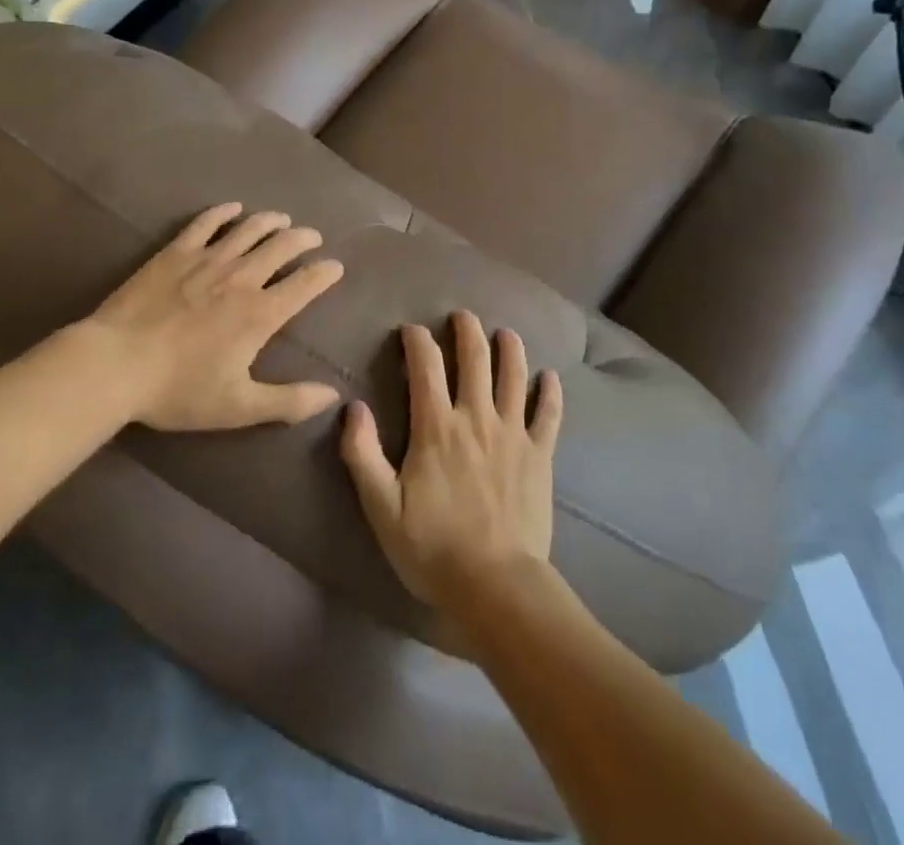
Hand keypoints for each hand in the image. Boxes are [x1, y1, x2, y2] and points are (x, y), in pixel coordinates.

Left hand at [83, 202, 345, 431]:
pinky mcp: (176, 252)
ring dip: (271, 221)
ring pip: (249, 229)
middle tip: (312, 237)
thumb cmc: (178, 390)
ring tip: (282, 219)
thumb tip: (332, 396)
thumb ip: (288, 401)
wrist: (115, 364)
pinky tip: (233, 208)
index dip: (325, 273)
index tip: (335, 267)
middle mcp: (241, 278)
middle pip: (282, 246)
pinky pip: (206, 223)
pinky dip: (224, 213)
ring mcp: (207, 260)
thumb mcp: (238, 407)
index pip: (305, 284)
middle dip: (303, 239)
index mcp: (260, 314)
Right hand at [341, 312, 563, 608]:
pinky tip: (550, 377)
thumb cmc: (432, 548)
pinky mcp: (540, 454)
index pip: (425, 366)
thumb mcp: (381, 508)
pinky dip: (550, 392)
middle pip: (475, 358)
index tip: (411, 331)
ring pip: (514, 375)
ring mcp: (513, 433)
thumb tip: (352, 407)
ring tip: (505, 333)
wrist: (496, 587)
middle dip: (467, 330)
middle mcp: (477, 418)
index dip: (417, 341)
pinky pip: (549, 414)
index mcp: (437, 427)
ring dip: (510, 348)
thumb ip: (362, 454)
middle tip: (462, 317)